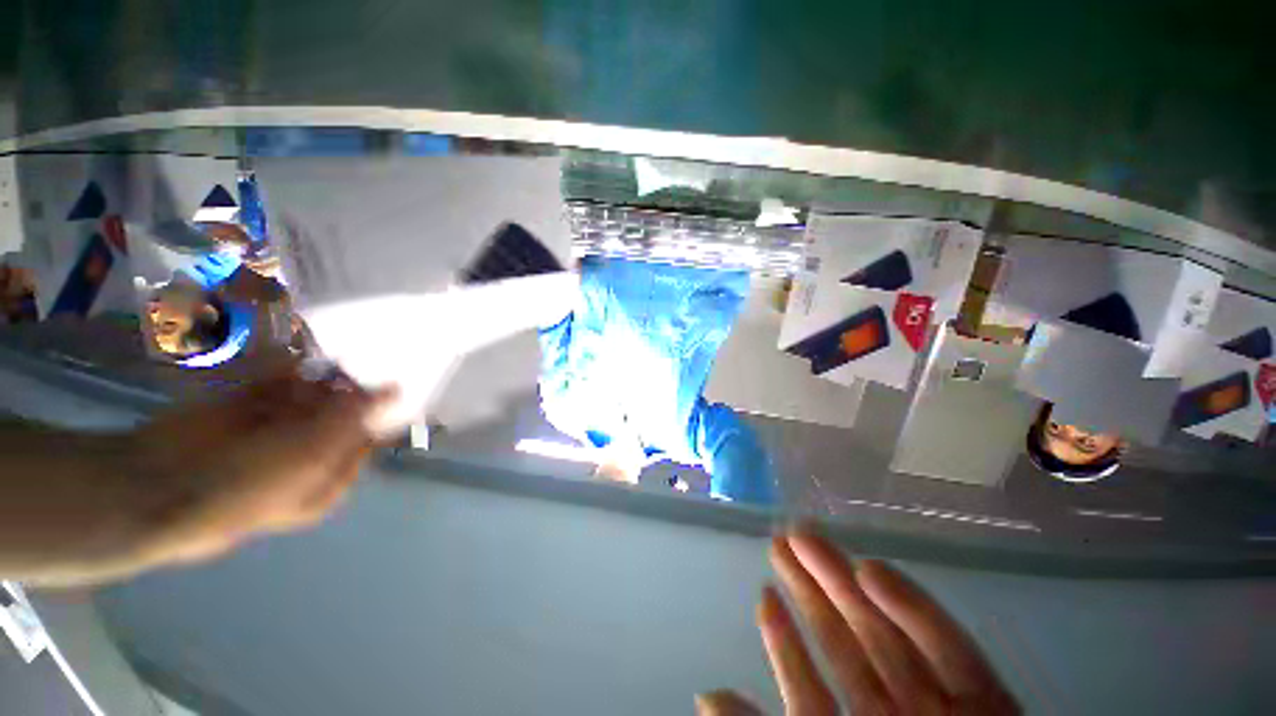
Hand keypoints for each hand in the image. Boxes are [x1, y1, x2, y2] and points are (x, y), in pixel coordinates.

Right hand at [125, 371, 394, 569]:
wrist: (161, 484)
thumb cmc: (252, 481)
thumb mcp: (314, 453)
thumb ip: (354, 418)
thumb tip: (398, 390)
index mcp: (332, 475)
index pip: (369, 435)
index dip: (382, 408)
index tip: (395, 375)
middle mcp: (311, 453)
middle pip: (343, 412)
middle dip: (353, 388)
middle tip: (365, 358)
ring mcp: (277, 429)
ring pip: (313, 396)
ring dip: (324, 377)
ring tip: (337, 354)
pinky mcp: (248, 406)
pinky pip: (280, 383)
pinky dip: (292, 370)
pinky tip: (301, 356)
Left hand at [697, 531, 1017, 715]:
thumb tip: (707, 695)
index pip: (810, 690)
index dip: (784, 642)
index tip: (764, 594)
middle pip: (849, 648)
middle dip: (813, 592)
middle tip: (781, 543)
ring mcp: (943, 713)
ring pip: (889, 635)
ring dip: (848, 584)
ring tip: (806, 540)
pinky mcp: (992, 705)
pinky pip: (951, 649)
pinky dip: (913, 607)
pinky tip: (871, 570)